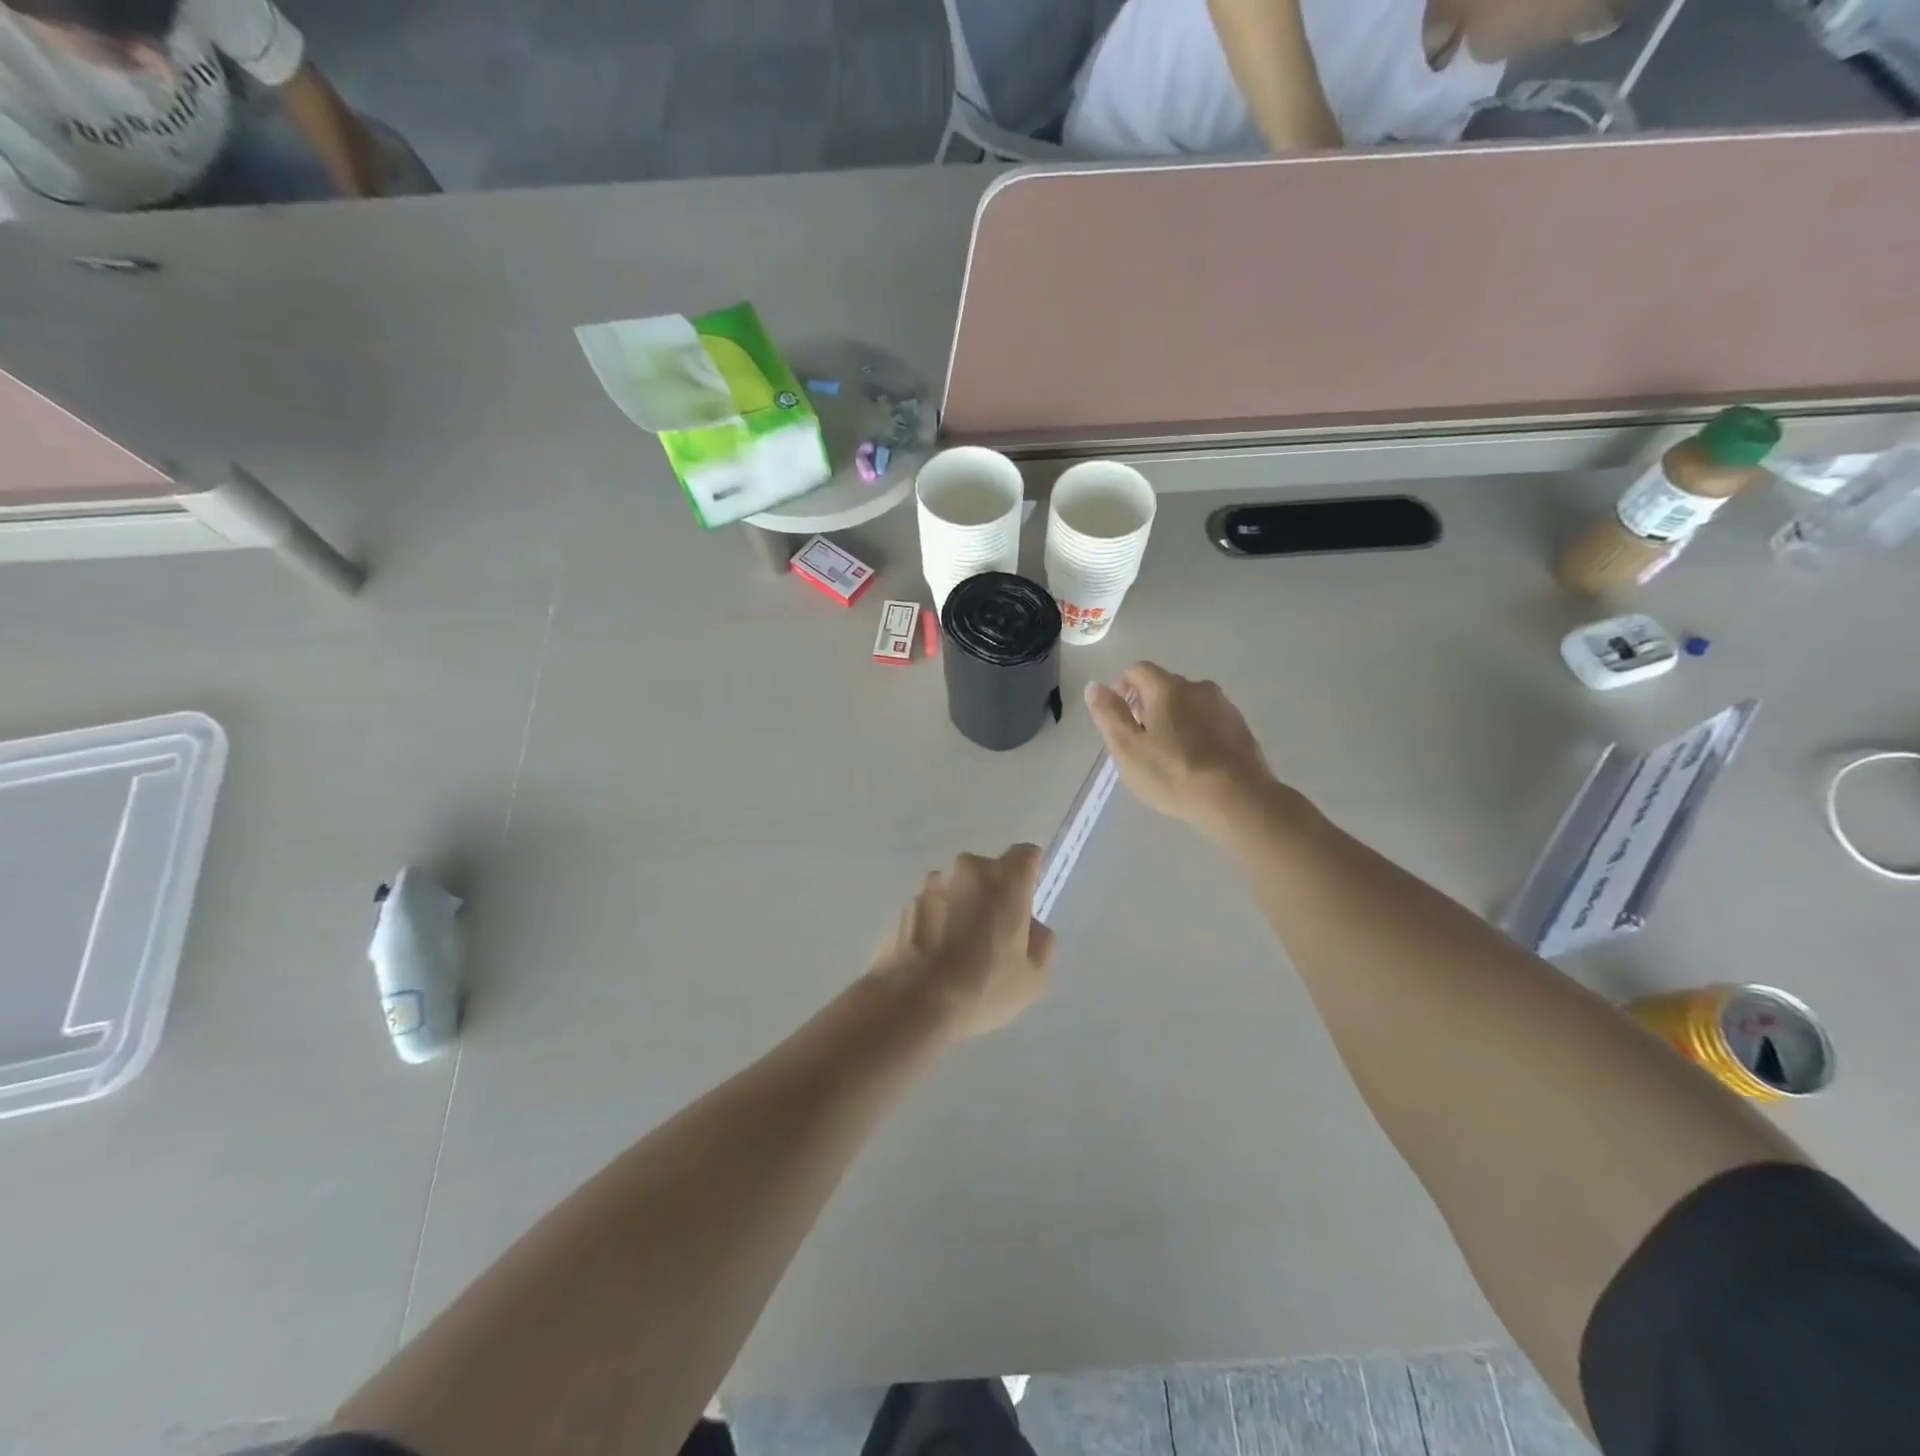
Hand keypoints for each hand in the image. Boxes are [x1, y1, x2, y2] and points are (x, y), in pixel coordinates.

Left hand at [868, 845, 1055, 1040]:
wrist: (911, 1003)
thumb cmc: (982, 986)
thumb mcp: (1033, 977)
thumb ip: (1041, 942)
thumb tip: (1030, 927)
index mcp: (1005, 879)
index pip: (1026, 854)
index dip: (1029, 874)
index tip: (1026, 903)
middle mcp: (967, 869)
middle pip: (989, 872)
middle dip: (993, 895)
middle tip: (993, 935)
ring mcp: (931, 883)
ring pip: (958, 887)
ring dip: (962, 906)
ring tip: (958, 949)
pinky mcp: (905, 902)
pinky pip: (933, 905)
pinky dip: (938, 920)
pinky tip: (935, 955)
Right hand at [1084, 662, 1286, 837]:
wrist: (1236, 798)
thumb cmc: (1172, 772)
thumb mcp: (1127, 747)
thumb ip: (1109, 714)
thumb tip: (1095, 686)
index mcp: (1168, 688)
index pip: (1138, 670)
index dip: (1122, 687)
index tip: (1120, 717)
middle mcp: (1199, 687)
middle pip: (1165, 686)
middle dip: (1149, 706)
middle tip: (1142, 741)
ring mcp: (1225, 707)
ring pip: (1190, 704)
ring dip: (1176, 719)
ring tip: (1170, 754)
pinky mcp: (1242, 728)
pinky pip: (1211, 721)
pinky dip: (1198, 732)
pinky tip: (1196, 761)